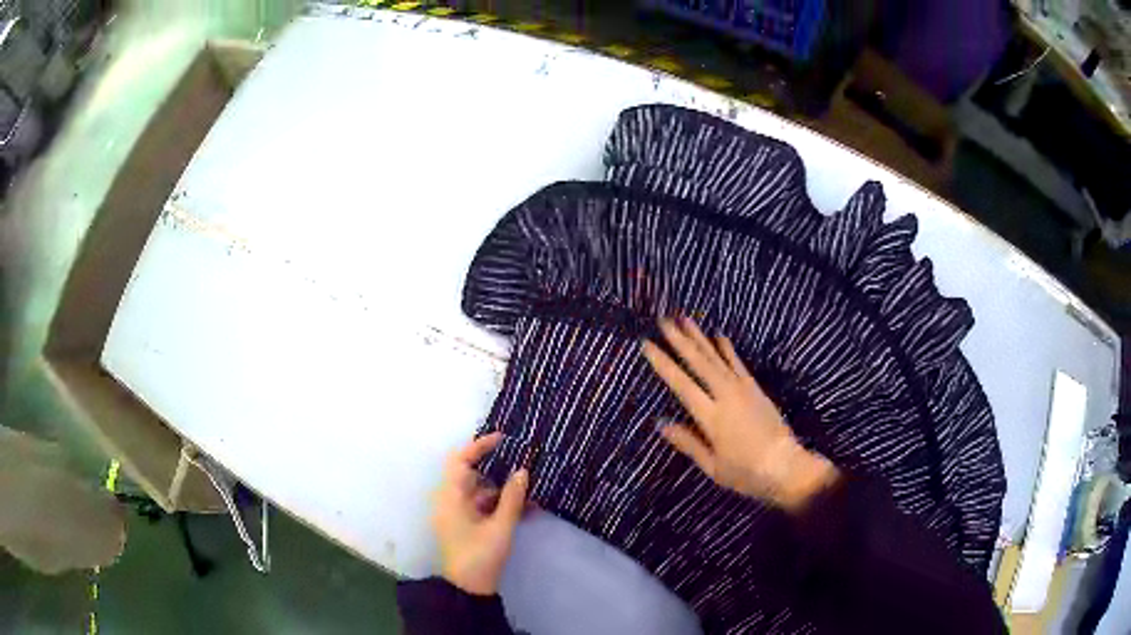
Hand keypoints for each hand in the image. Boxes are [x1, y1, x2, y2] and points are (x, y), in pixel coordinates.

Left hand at [432, 432, 528, 594]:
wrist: (468, 589)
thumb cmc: (480, 556)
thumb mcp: (501, 527)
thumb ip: (512, 498)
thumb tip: (523, 471)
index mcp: (450, 497)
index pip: (460, 460)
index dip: (479, 446)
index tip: (503, 439)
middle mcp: (449, 500)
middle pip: (471, 473)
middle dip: (497, 467)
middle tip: (522, 460)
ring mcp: (456, 513)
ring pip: (479, 490)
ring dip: (503, 488)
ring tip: (530, 487)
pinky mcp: (465, 524)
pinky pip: (482, 505)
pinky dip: (500, 504)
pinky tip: (526, 507)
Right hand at [642, 317, 837, 512]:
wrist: (785, 466)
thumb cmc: (746, 473)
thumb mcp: (712, 466)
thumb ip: (688, 443)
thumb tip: (661, 424)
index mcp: (711, 417)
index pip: (682, 384)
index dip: (664, 363)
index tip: (647, 345)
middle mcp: (725, 396)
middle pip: (699, 363)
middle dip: (680, 341)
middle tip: (664, 320)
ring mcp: (742, 389)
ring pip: (717, 358)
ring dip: (700, 338)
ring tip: (685, 319)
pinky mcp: (756, 389)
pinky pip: (738, 363)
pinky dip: (727, 349)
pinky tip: (719, 336)